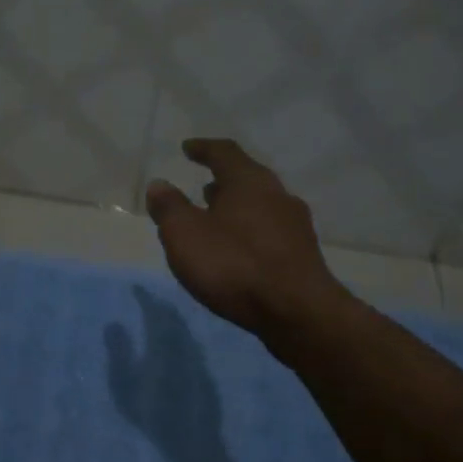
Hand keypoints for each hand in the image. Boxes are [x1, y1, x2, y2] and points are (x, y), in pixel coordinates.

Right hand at [145, 138, 346, 335]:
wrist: (298, 313)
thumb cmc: (235, 265)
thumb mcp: (186, 235)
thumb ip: (170, 207)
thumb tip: (159, 184)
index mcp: (249, 181)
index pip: (225, 152)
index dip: (203, 148)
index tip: (187, 148)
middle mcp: (278, 194)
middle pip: (247, 178)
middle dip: (223, 180)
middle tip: (203, 186)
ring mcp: (295, 225)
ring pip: (261, 205)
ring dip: (237, 207)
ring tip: (217, 218)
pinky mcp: (303, 255)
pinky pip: (270, 231)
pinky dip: (250, 231)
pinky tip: (239, 250)